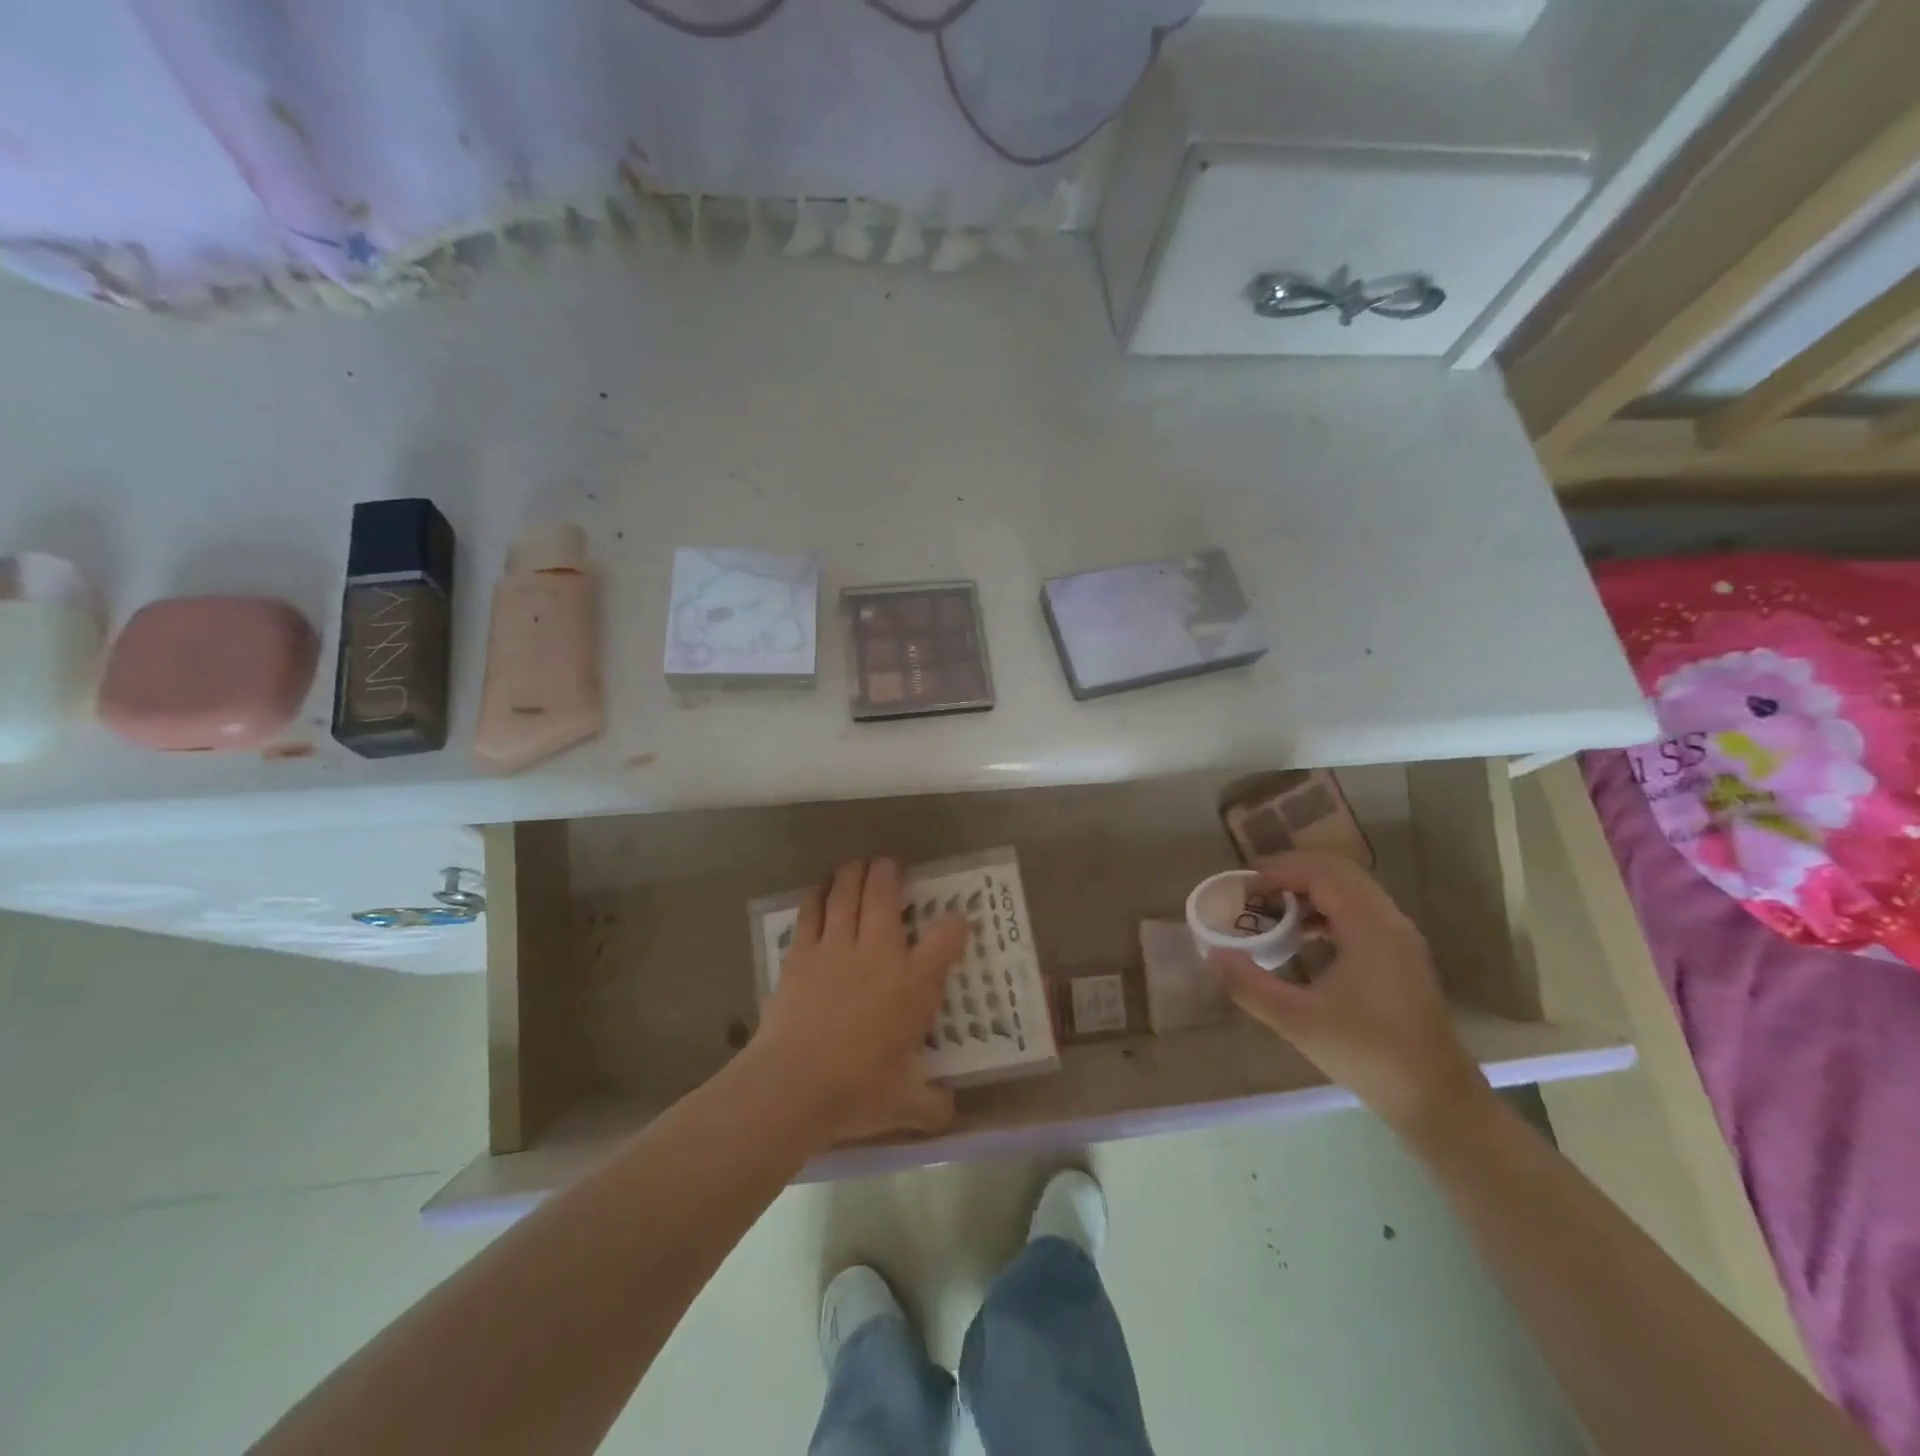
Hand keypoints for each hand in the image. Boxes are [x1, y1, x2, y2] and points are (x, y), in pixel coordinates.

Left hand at [750, 857, 968, 1146]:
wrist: (791, 1087)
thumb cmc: (856, 1092)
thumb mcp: (903, 1104)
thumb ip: (932, 1104)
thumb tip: (951, 1113)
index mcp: (913, 984)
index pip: (946, 938)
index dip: (955, 924)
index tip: (957, 921)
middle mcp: (878, 953)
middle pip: (885, 894)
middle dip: (890, 872)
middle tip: (890, 864)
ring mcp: (836, 948)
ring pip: (846, 893)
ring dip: (853, 873)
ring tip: (857, 866)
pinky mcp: (800, 954)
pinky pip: (811, 912)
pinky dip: (817, 896)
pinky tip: (820, 890)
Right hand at [1208, 851, 1486, 1132]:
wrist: (1436, 1100)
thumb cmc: (1367, 1053)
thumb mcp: (1297, 1020)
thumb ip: (1249, 984)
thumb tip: (1213, 954)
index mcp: (1369, 926)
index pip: (1320, 873)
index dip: (1278, 871)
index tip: (1243, 887)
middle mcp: (1389, 920)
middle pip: (1337, 871)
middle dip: (1292, 872)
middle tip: (1254, 891)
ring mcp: (1399, 938)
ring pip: (1351, 890)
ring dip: (1310, 890)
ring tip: (1272, 910)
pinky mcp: (1401, 956)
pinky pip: (1360, 911)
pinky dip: (1327, 909)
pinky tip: (1303, 937)